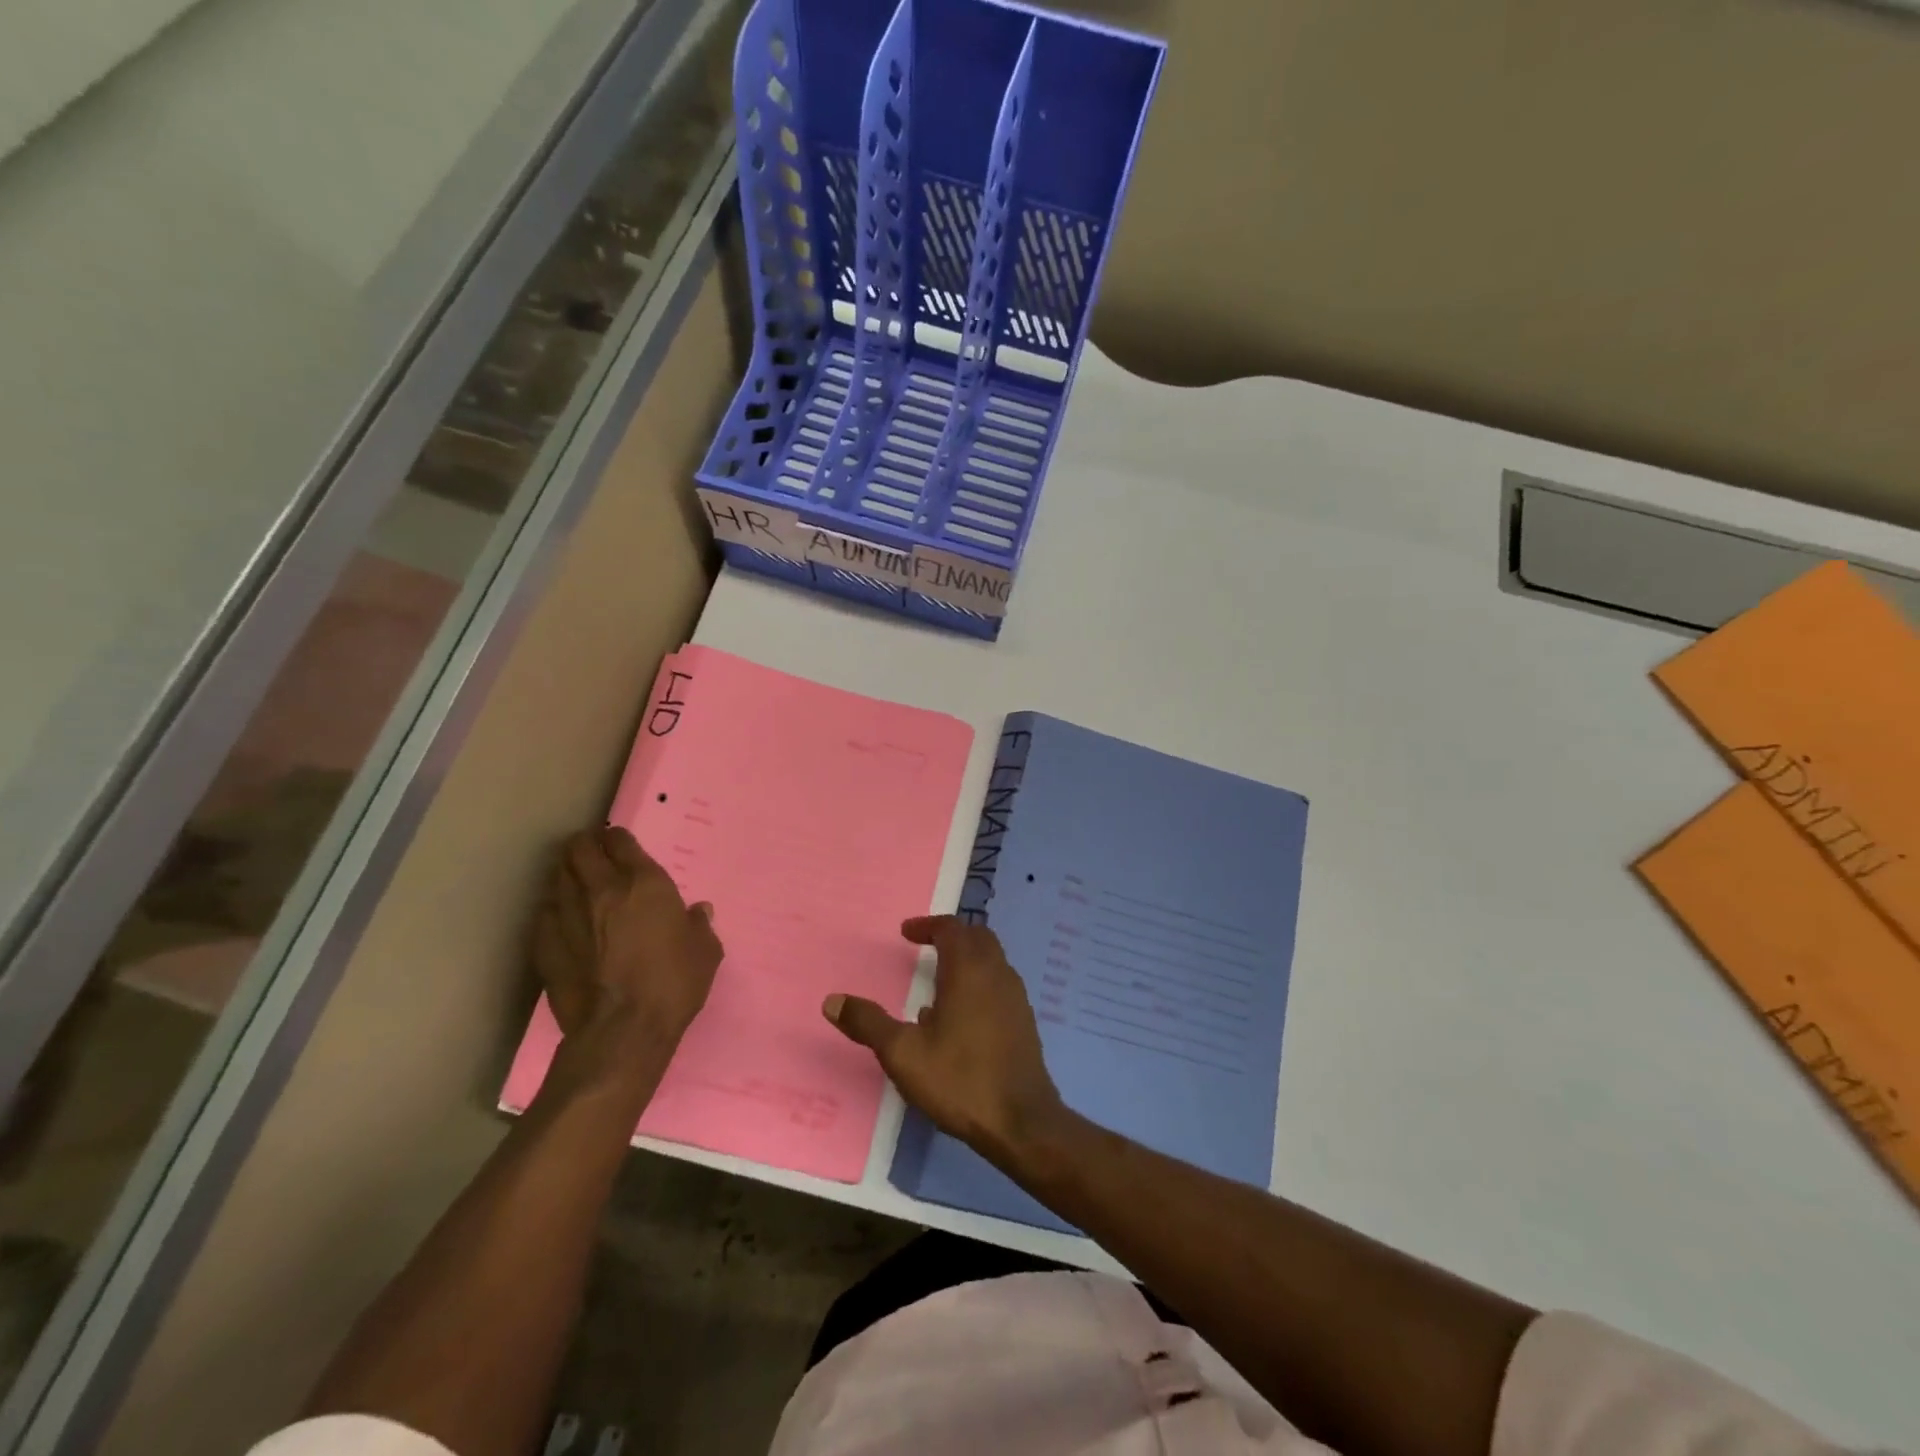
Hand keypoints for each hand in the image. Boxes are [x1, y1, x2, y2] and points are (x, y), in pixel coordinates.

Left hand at [533, 827, 722, 1054]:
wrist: (622, 1030)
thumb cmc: (673, 984)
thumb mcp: (705, 951)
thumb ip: (698, 925)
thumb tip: (697, 912)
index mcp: (644, 883)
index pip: (619, 840)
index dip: (618, 839)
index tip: (621, 846)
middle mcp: (602, 889)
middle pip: (579, 848)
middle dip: (586, 846)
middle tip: (595, 856)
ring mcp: (567, 915)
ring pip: (557, 875)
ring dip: (568, 873)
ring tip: (578, 884)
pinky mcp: (544, 944)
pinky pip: (544, 912)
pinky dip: (553, 909)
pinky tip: (564, 921)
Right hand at [823, 916, 1062, 1162]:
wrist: (1021, 1121)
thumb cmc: (960, 1079)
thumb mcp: (903, 1053)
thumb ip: (868, 1023)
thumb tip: (832, 1001)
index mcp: (969, 970)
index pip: (951, 929)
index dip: (928, 926)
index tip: (906, 933)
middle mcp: (997, 973)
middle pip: (977, 937)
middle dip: (950, 936)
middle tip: (924, 946)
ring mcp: (1015, 996)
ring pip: (991, 960)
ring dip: (966, 959)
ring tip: (937, 982)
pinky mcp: (1024, 1020)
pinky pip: (999, 984)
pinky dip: (979, 982)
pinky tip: (959, 1017)